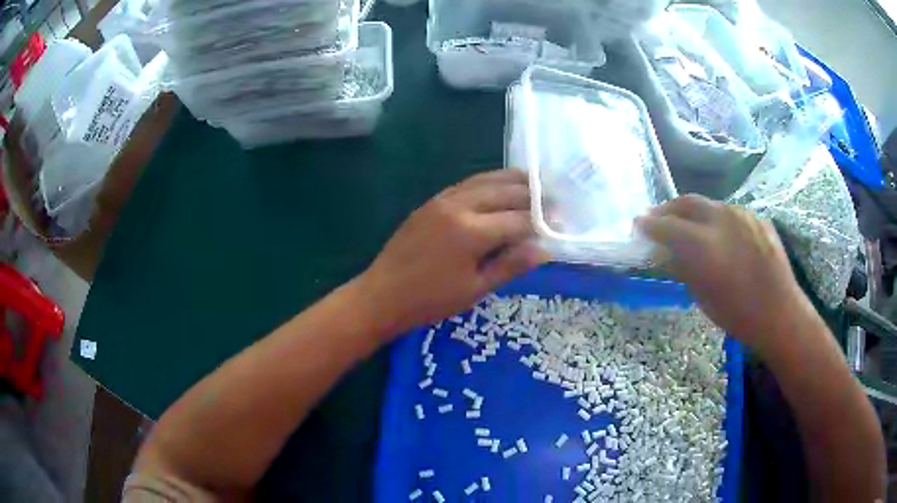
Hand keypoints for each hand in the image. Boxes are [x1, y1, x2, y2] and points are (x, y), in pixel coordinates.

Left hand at [355, 170, 549, 339]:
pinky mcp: (432, 201)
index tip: (561, 224)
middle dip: (534, 195)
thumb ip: (511, 265)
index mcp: (472, 232)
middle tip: (554, 201)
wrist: (382, 294)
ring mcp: (443, 199)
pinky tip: (500, 186)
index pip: (518, 219)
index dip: (542, 222)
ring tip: (536, 184)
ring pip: (486, 180)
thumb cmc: (430, 300)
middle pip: (506, 192)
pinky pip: (468, 183)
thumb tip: (545, 249)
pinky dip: (489, 181)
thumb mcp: (475, 289)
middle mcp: (459, 206)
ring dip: (513, 181)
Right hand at [635, 195, 810, 352]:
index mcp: (704, 244)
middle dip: (668, 208)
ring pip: (710, 204)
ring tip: (688, 225)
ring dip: (694, 212)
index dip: (649, 224)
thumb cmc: (737, 314)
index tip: (638, 225)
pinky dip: (718, 219)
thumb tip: (665, 252)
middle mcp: (722, 219)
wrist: (779, 313)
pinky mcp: (757, 217)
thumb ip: (682, 266)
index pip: (667, 225)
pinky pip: (731, 213)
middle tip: (657, 218)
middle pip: (687, 202)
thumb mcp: (701, 295)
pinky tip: (720, 235)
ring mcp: (743, 214)